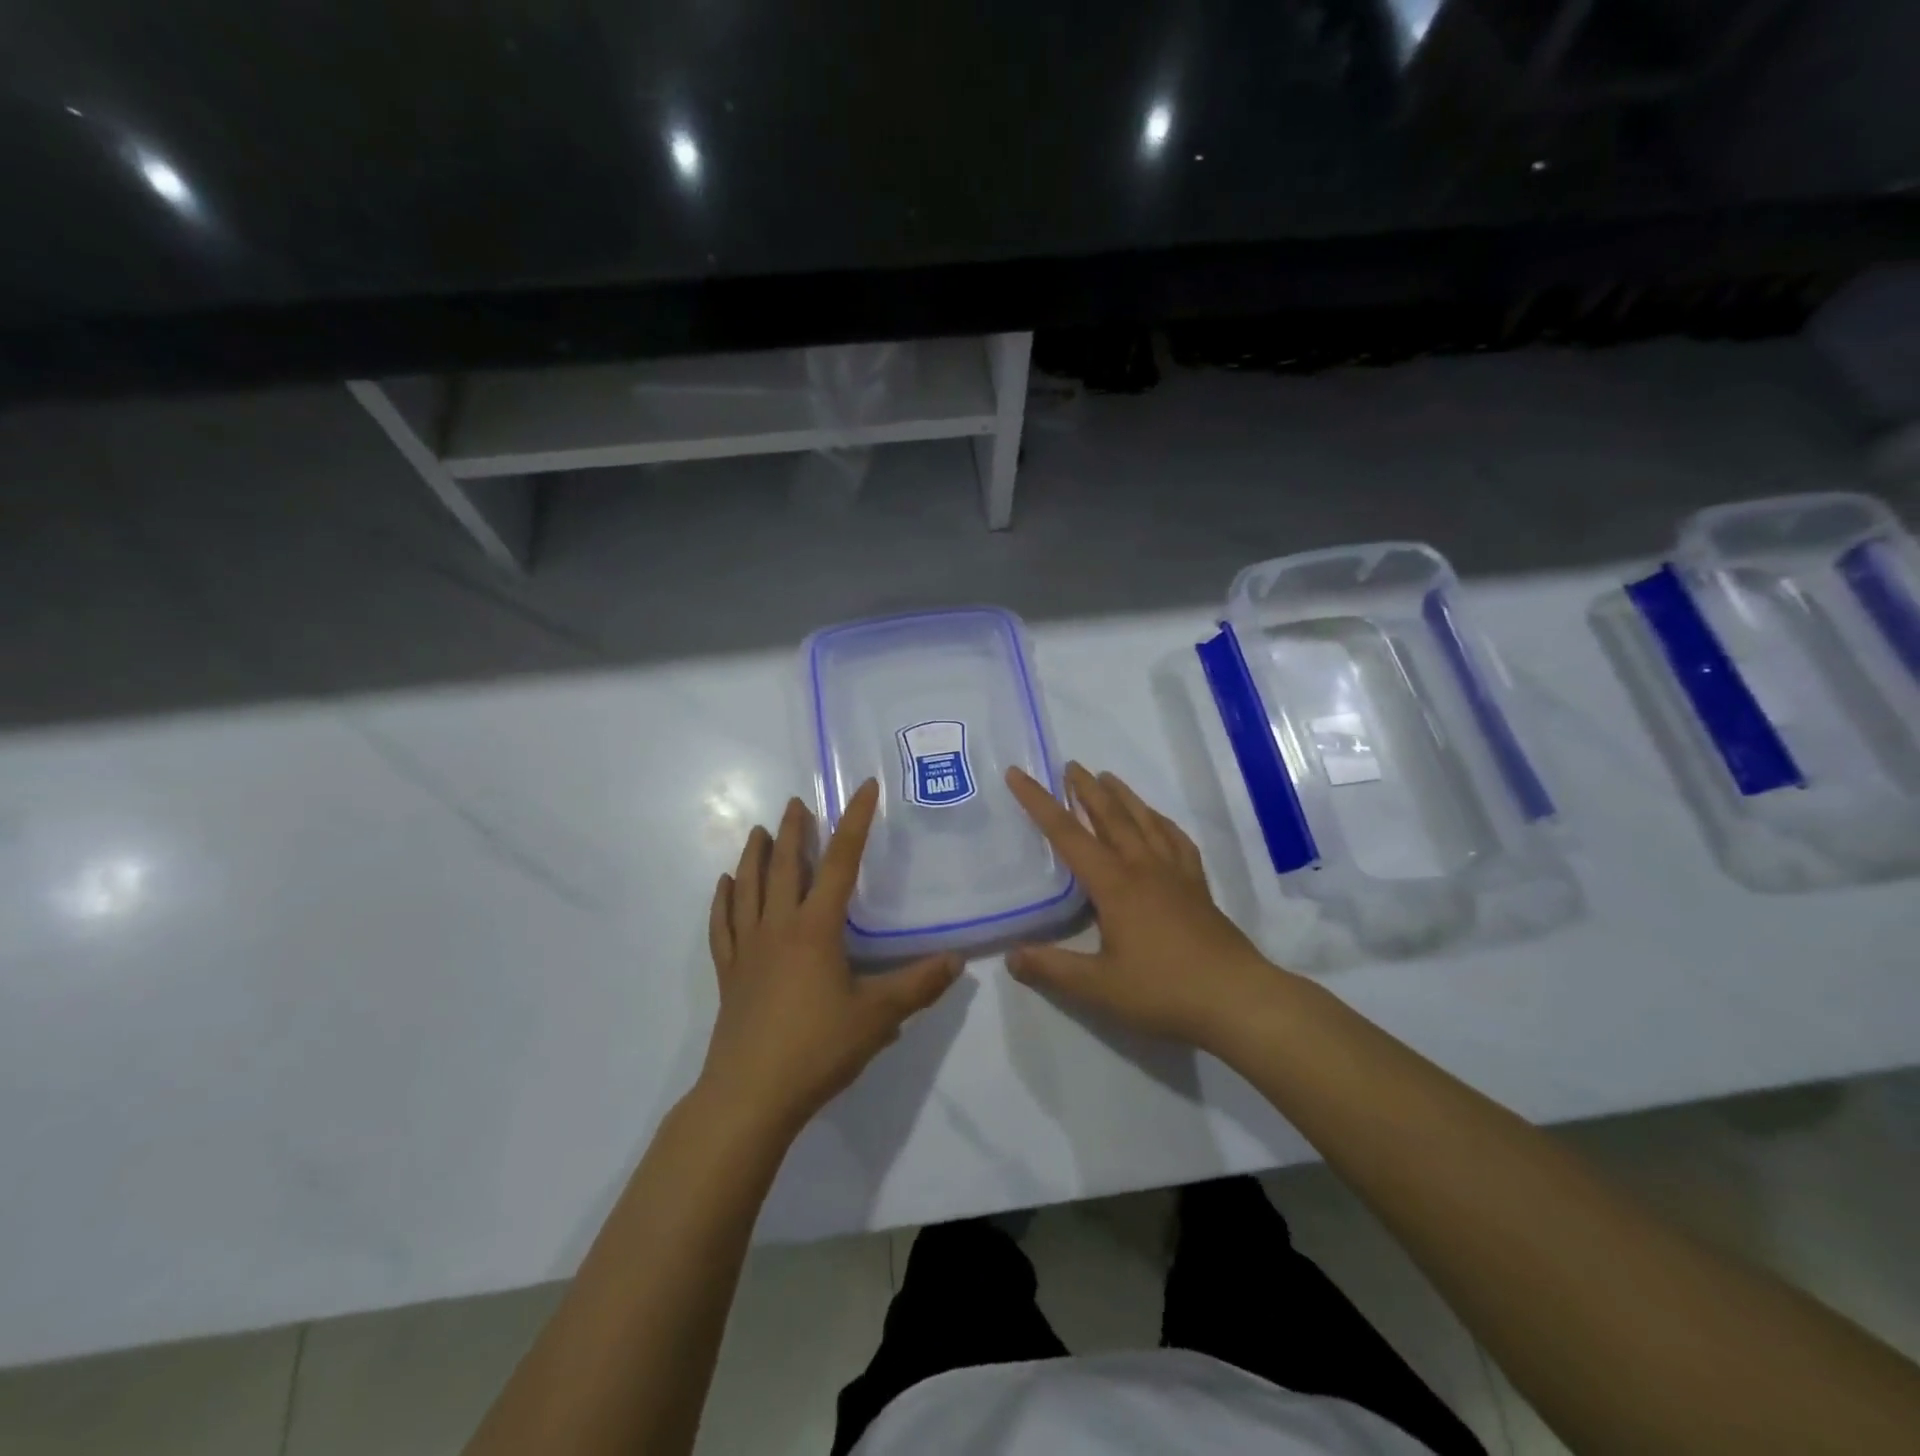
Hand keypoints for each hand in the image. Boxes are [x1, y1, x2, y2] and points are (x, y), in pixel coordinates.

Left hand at [701, 781, 961, 1136]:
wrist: (750, 1096)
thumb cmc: (817, 1049)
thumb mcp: (878, 1017)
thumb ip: (918, 985)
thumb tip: (957, 959)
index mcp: (816, 929)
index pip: (840, 863)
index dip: (855, 822)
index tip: (864, 789)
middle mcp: (778, 927)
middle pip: (785, 867)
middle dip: (794, 831)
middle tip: (797, 803)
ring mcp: (748, 949)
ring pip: (748, 888)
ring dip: (755, 856)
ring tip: (760, 832)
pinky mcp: (730, 973)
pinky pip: (723, 925)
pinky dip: (723, 901)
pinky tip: (723, 886)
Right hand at [1004, 763, 1282, 1052]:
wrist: (1237, 999)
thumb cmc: (1163, 991)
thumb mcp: (1098, 988)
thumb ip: (1052, 969)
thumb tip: (1011, 957)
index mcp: (1114, 884)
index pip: (1067, 834)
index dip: (1039, 803)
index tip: (1018, 774)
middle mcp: (1143, 868)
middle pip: (1110, 816)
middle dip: (1086, 789)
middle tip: (1070, 765)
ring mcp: (1175, 875)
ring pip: (1145, 821)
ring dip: (1123, 796)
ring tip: (1108, 778)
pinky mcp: (1198, 887)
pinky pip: (1177, 842)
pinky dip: (1163, 823)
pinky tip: (1159, 821)